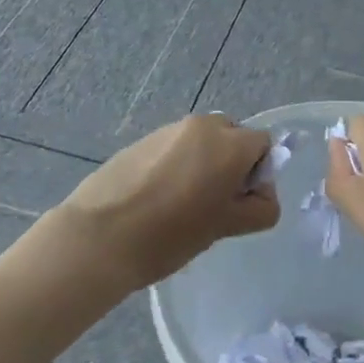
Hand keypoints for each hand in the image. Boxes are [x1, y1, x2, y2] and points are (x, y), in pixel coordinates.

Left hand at [54, 114, 277, 291]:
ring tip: (183, 204)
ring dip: (204, 164)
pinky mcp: (142, 140)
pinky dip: (177, 165)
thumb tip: (261, 194)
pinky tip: (158, 198)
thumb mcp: (226, 227)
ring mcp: (168, 129)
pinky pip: (174, 147)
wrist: (100, 236)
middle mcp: (202, 125)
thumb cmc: (171, 234)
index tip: (240, 203)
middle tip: (214, 203)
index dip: (259, 173)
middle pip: (232, 137)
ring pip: (202, 142)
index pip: (263, 144)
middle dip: (232, 164)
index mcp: (229, 143)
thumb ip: (259, 208)